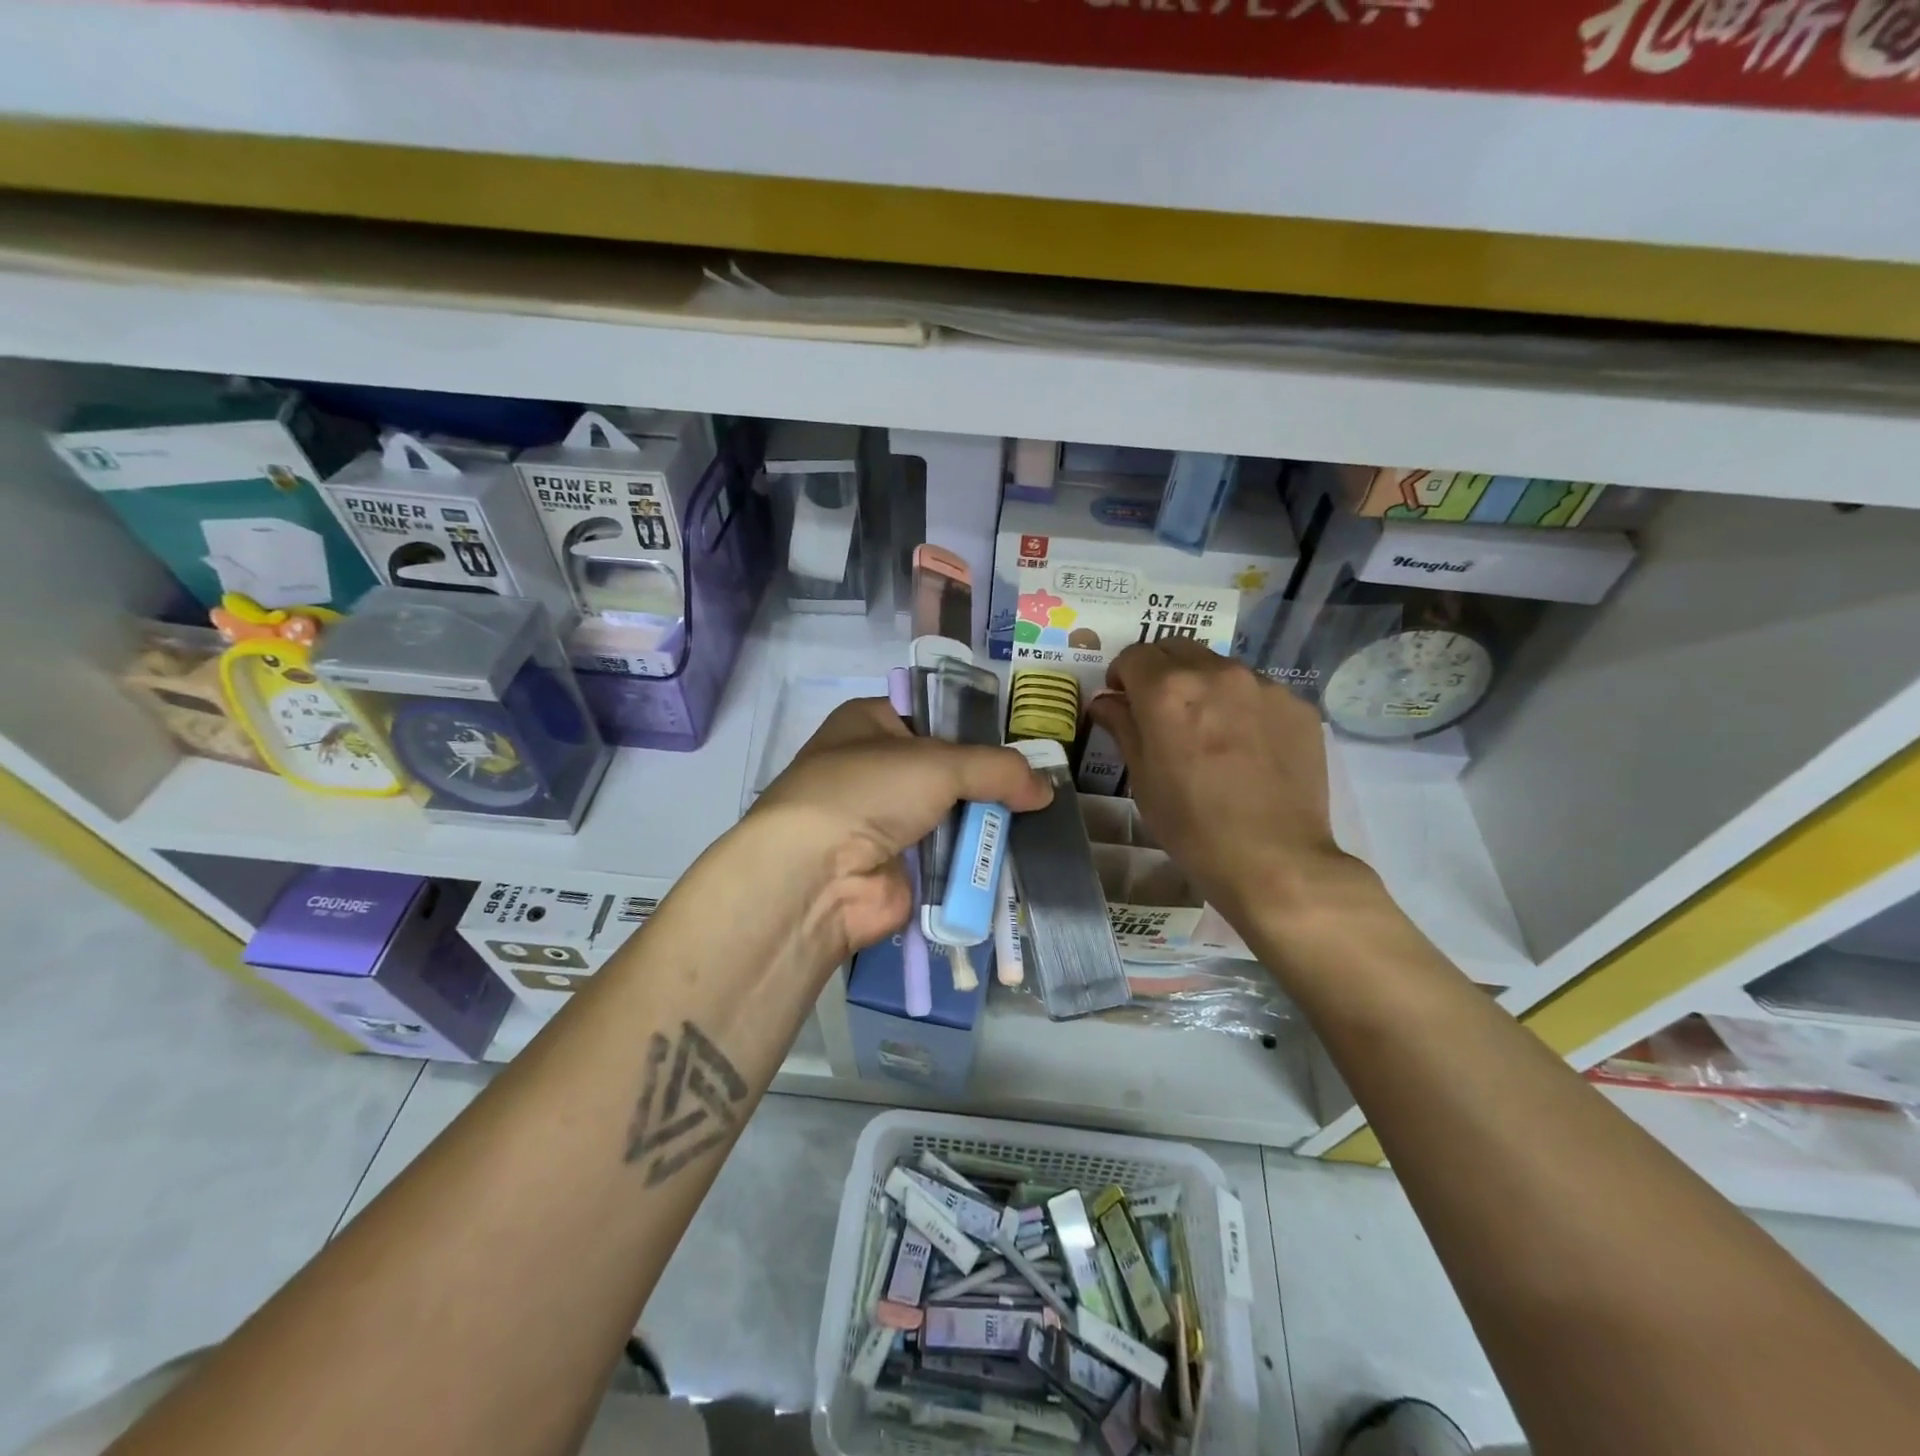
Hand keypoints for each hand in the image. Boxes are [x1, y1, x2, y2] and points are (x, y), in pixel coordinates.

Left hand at [746, 698, 1051, 958]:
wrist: (818, 875)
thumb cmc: (870, 791)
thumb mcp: (938, 762)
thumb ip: (997, 769)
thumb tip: (1045, 788)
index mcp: (870, 724)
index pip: (933, 716)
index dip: (975, 728)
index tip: (1020, 743)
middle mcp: (876, 769)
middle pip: (947, 770)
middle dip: (988, 781)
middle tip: (1037, 789)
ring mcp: (887, 822)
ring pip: (952, 815)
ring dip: (987, 823)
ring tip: (1038, 823)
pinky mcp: (901, 868)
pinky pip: (951, 858)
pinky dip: (977, 860)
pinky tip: (1015, 858)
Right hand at [1088, 641, 1366, 932]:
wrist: (1274, 859)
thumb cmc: (1192, 826)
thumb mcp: (1142, 779)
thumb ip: (1123, 727)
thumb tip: (1106, 702)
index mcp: (1168, 691)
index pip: (1134, 656)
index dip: (1121, 675)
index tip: (1122, 700)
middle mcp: (1217, 673)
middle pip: (1176, 649)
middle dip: (1159, 670)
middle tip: (1159, 709)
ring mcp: (1263, 686)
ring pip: (1220, 667)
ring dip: (1202, 685)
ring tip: (1208, 729)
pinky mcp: (1297, 706)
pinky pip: (1258, 692)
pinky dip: (1241, 706)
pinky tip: (1246, 747)